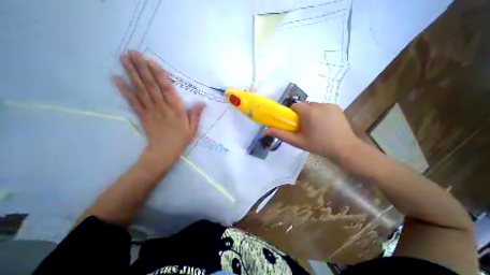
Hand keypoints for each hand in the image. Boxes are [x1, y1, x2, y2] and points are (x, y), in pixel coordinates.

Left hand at [113, 50, 204, 164]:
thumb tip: (202, 103)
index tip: (152, 62)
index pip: (167, 89)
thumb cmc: (181, 139)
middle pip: (151, 86)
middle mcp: (162, 107)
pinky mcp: (142, 115)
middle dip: (142, 69)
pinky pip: (132, 102)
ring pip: (140, 90)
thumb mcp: (193, 128)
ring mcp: (150, 111)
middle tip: (133, 52)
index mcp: (176, 110)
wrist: (164, 151)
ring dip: (132, 74)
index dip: (159, 75)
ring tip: (124, 59)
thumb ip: (196, 114)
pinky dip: (124, 90)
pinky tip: (116, 79)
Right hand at [266, 103, 358, 158]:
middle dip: (302, 113)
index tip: (295, 123)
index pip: (295, 106)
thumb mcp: (297, 141)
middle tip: (305, 127)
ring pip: (313, 106)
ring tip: (316, 126)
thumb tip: (266, 131)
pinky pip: (323, 107)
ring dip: (311, 113)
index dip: (292, 114)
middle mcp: (319, 105)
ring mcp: (329, 105)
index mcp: (308, 112)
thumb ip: (281, 135)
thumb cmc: (318, 145)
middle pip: (304, 105)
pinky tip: (325, 124)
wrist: (344, 148)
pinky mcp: (337, 107)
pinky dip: (320, 112)